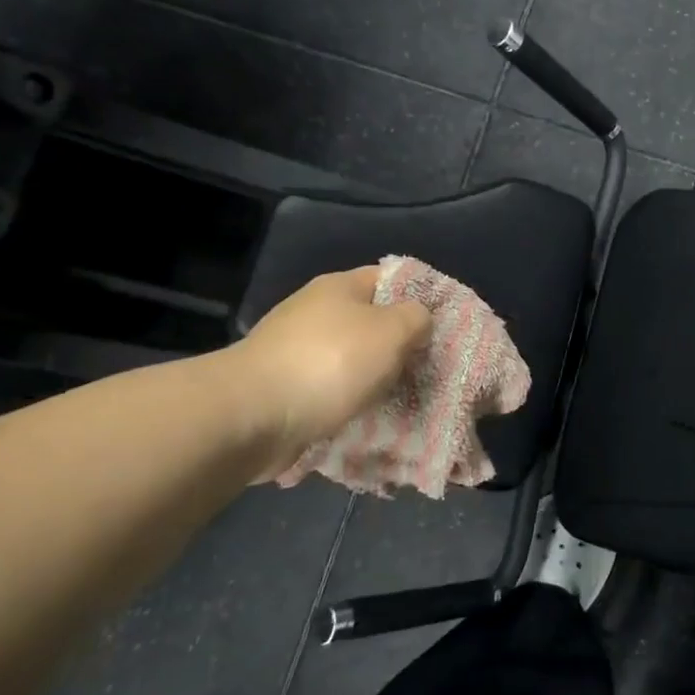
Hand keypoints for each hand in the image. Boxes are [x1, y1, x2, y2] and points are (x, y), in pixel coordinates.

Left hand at [220, 268, 432, 478]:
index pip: (390, 278)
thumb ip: (417, 319)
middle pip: (372, 321)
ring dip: (375, 377)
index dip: (421, 295)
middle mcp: (315, 311)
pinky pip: (330, 389)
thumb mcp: (393, 331)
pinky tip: (367, 416)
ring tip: (403, 397)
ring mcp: (295, 349)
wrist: (250, 416)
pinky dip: (349, 401)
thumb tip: (418, 322)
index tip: (444, 324)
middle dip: (400, 344)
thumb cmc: (330, 363)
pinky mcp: (283, 386)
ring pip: (352, 358)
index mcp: (340, 287)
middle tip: (428, 366)